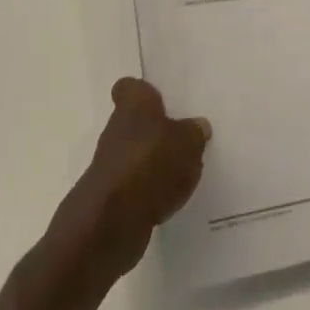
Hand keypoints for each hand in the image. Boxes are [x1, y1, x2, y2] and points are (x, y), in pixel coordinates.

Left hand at [52, 78, 209, 278]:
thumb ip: (194, 133)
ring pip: (136, 155)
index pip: (130, 87)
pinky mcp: (111, 198)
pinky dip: (149, 191)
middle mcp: (117, 129)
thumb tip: (198, 126)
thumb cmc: (151, 164)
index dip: (143, 92)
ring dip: (153, 163)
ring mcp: (111, 165)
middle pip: (135, 122)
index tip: (161, 100)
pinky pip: (135, 186)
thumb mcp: (187, 142)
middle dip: (156, 130)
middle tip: (184, 137)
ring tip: (183, 172)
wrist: (111, 222)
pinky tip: (170, 200)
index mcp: (133, 104)